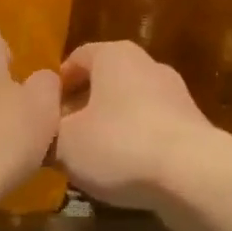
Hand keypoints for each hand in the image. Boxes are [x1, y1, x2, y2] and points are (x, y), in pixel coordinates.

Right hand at [56, 41, 212, 224]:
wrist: (192, 175)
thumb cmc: (120, 144)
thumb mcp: (64, 143)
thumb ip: (46, 134)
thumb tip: (39, 135)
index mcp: (115, 55)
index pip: (77, 57)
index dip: (56, 84)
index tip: (42, 112)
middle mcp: (147, 65)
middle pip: (105, 81)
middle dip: (82, 107)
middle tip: (62, 136)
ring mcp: (175, 95)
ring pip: (129, 106)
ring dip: (109, 127)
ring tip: (89, 160)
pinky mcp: (192, 126)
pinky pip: (152, 129)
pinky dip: (135, 145)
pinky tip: (123, 173)